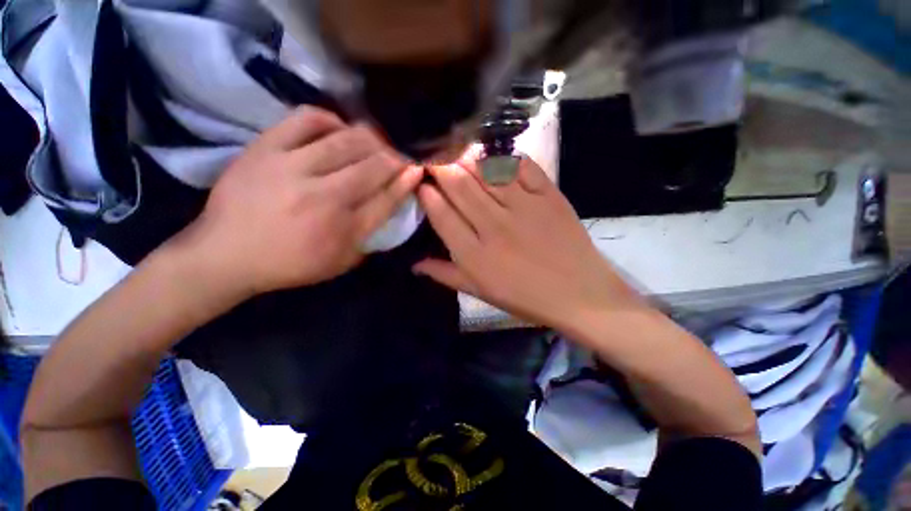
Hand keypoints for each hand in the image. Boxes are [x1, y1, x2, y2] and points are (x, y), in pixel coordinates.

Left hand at [173, 107, 422, 298]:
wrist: (225, 254)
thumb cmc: (290, 264)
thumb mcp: (340, 261)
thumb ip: (370, 235)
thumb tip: (391, 204)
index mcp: (342, 229)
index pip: (387, 198)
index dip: (407, 181)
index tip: (417, 169)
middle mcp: (323, 196)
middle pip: (372, 166)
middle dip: (394, 157)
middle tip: (399, 156)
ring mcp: (291, 167)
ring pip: (346, 140)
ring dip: (371, 139)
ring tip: (376, 142)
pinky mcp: (265, 149)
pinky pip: (305, 120)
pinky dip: (330, 119)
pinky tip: (338, 128)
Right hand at [414, 154, 640, 331]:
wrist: (579, 295)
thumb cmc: (525, 297)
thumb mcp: (480, 292)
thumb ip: (446, 275)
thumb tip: (414, 265)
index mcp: (474, 255)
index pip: (442, 215)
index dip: (427, 194)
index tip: (421, 183)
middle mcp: (494, 226)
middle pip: (460, 186)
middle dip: (441, 168)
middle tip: (434, 159)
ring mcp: (523, 208)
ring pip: (486, 172)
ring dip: (467, 159)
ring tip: (457, 153)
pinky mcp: (549, 196)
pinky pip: (521, 167)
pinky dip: (504, 158)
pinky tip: (494, 157)